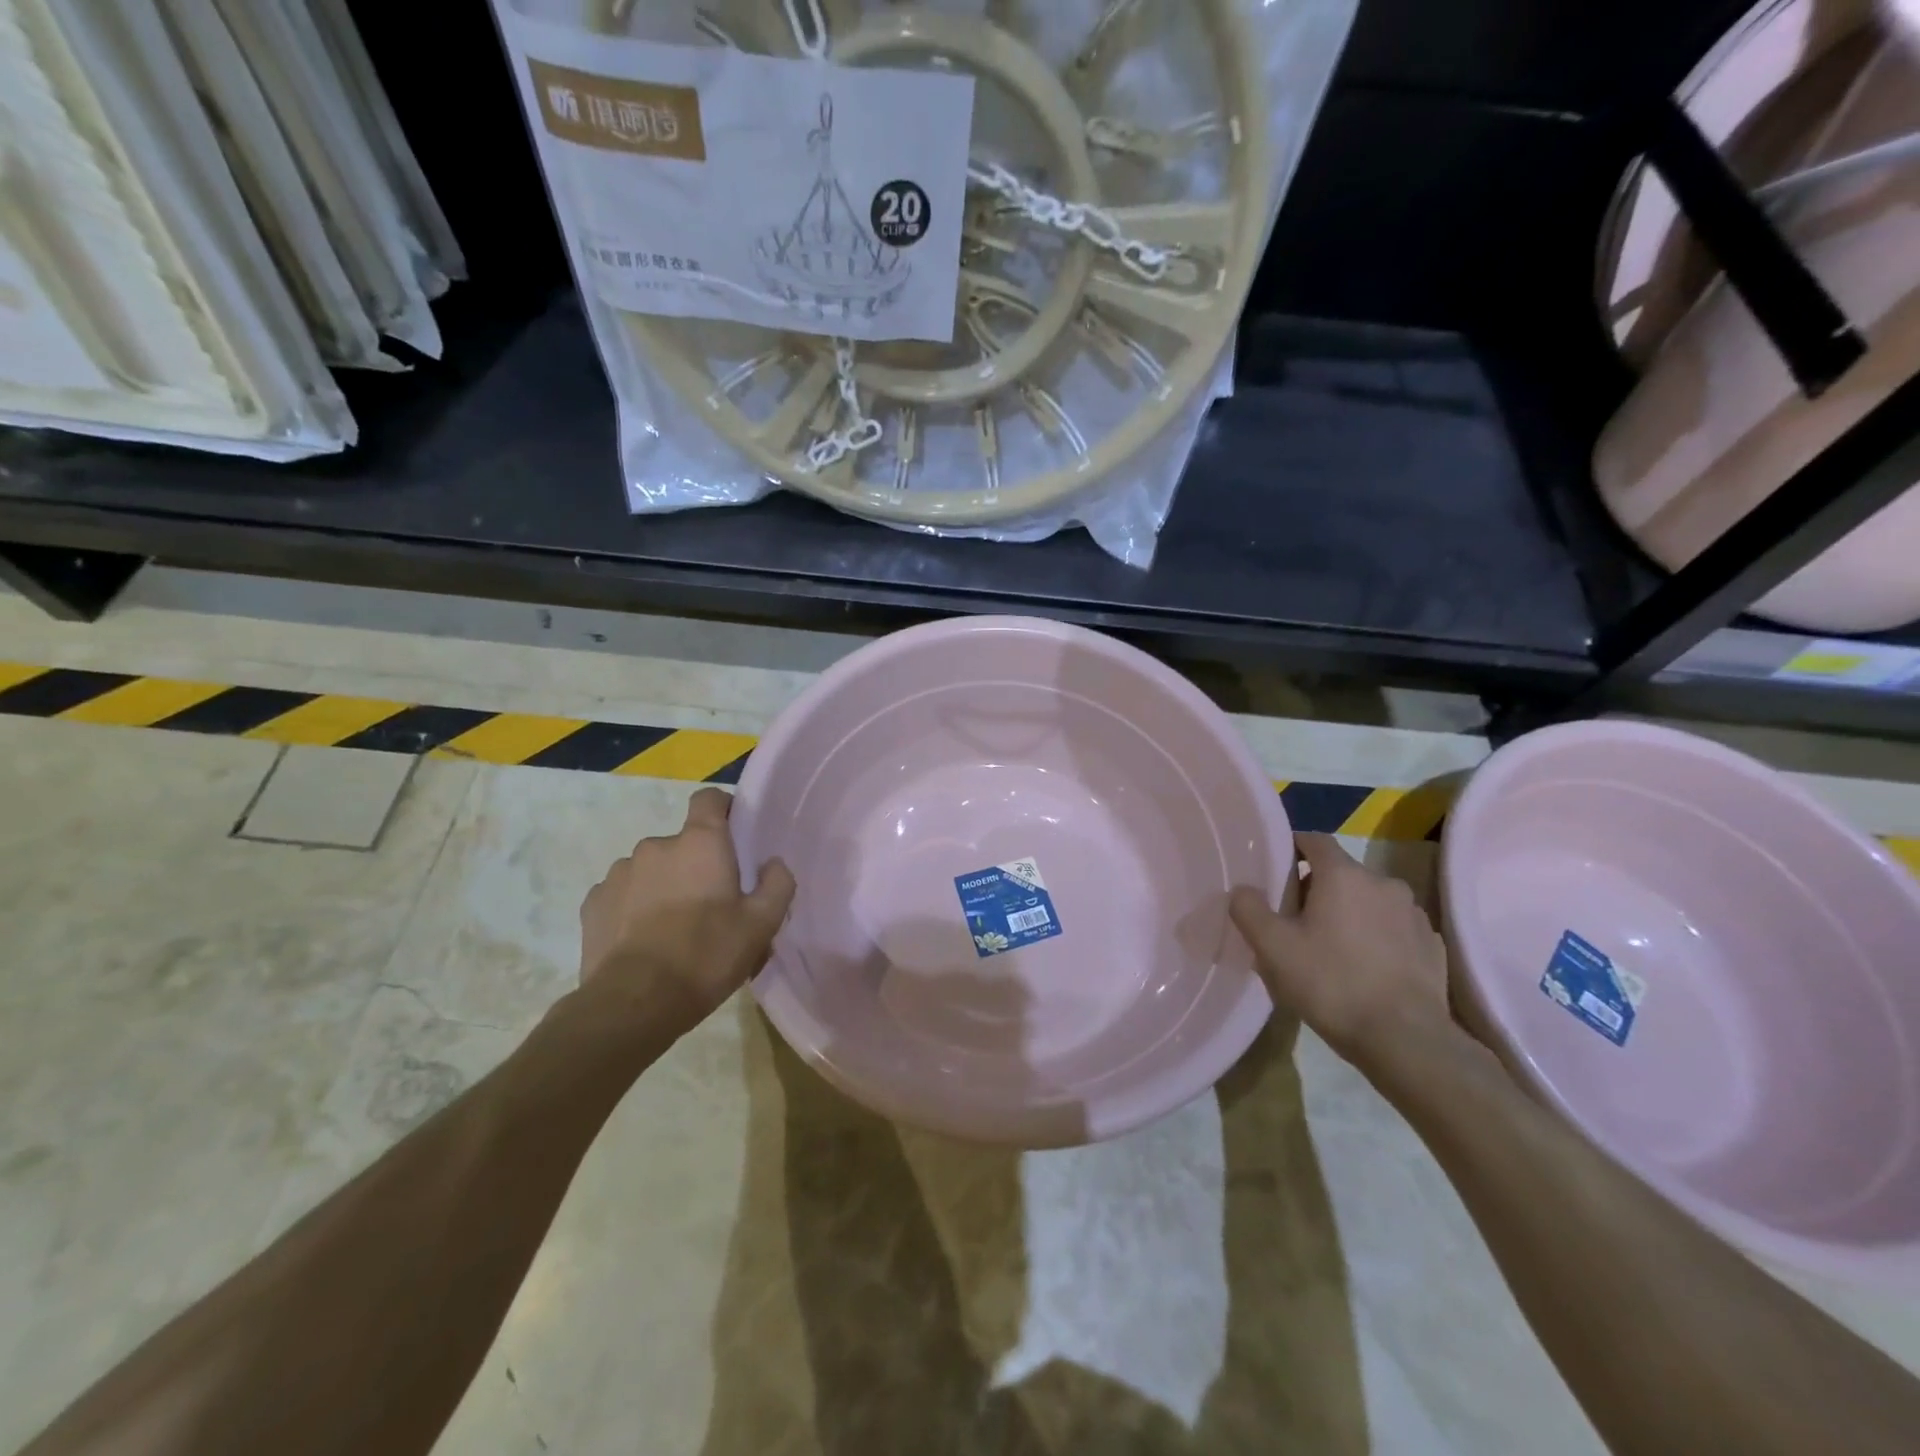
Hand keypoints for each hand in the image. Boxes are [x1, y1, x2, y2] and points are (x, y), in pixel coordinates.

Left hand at [578, 788, 794, 1038]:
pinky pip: (623, 894)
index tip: (735, 836)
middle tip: (711, 906)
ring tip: (674, 930)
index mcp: (700, 842)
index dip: (723, 810)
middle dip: (697, 865)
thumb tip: (772, 863)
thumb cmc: (705, 955)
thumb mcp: (761, 925)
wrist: (632, 1003)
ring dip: (664, 887)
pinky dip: (634, 908)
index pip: (710, 799)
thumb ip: (777, 884)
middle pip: (683, 843)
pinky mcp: (593, 903)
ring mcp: (619, 872)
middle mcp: (656, 846)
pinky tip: (644, 941)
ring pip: (652, 870)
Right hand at [1229, 833, 1451, 1073]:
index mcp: (1344, 875)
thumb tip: (1243, 891)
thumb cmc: (1332, 984)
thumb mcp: (1272, 948)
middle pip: (1341, 873)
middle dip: (1316, 889)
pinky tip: (1364, 970)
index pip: (1313, 840)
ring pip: (1369, 902)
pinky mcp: (1432, 946)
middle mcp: (1383, 883)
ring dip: (1348, 914)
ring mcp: (1414, 915)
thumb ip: (1249, 909)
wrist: (1406, 1041)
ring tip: (1330, 950)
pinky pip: (1393, 929)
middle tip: (1294, 922)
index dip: (1291, 849)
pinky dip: (1376, 938)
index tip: (1274, 873)